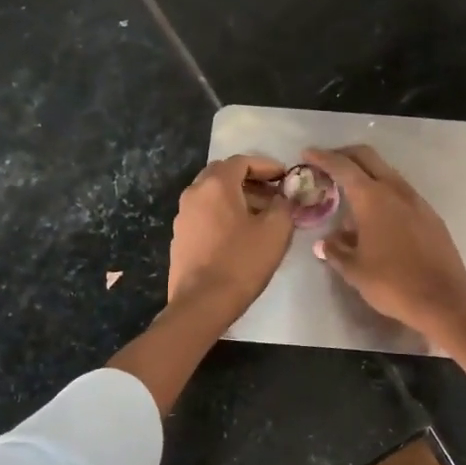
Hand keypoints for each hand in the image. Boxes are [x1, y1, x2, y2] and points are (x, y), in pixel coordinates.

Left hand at [166, 155, 293, 319]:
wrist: (202, 303)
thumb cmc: (242, 262)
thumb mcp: (276, 231)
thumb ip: (284, 206)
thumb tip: (282, 198)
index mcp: (216, 185)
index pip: (242, 162)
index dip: (267, 166)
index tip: (285, 177)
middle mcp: (194, 193)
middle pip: (223, 174)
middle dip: (250, 180)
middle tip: (273, 193)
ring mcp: (183, 216)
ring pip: (212, 195)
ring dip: (236, 198)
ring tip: (260, 215)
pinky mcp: (180, 237)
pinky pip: (204, 214)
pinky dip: (223, 214)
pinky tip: (239, 234)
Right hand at [304, 145, 465, 337]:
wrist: (444, 299)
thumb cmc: (392, 283)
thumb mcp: (354, 270)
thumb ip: (336, 250)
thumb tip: (324, 242)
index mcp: (372, 198)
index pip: (342, 167)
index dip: (322, 157)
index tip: (307, 153)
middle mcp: (395, 190)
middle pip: (367, 158)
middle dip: (345, 155)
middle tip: (326, 164)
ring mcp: (417, 201)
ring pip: (387, 173)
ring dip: (366, 175)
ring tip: (349, 195)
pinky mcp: (430, 215)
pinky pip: (400, 193)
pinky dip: (383, 192)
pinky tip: (376, 217)